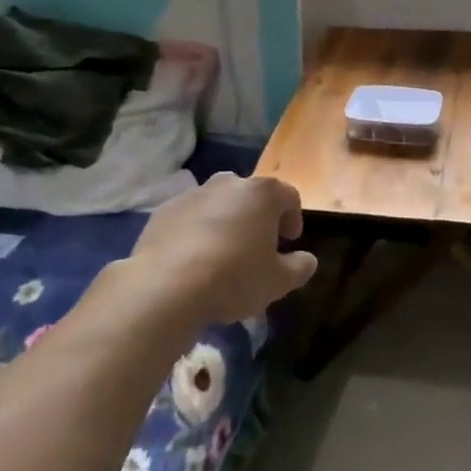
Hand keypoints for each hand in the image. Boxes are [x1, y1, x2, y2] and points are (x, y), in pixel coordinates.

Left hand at [129, 173, 318, 325]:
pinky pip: (189, 217)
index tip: (290, 241)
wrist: (166, 286)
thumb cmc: (233, 277)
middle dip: (258, 217)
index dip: (294, 218)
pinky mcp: (163, 211)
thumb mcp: (278, 281)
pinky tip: (194, 260)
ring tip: (223, 254)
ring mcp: (192, 194)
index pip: (289, 196)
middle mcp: (227, 184)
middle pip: (251, 195)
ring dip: (226, 222)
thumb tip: (307, 260)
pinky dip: (196, 231)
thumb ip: (299, 267)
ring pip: (218, 204)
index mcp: (261, 194)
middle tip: (258, 246)